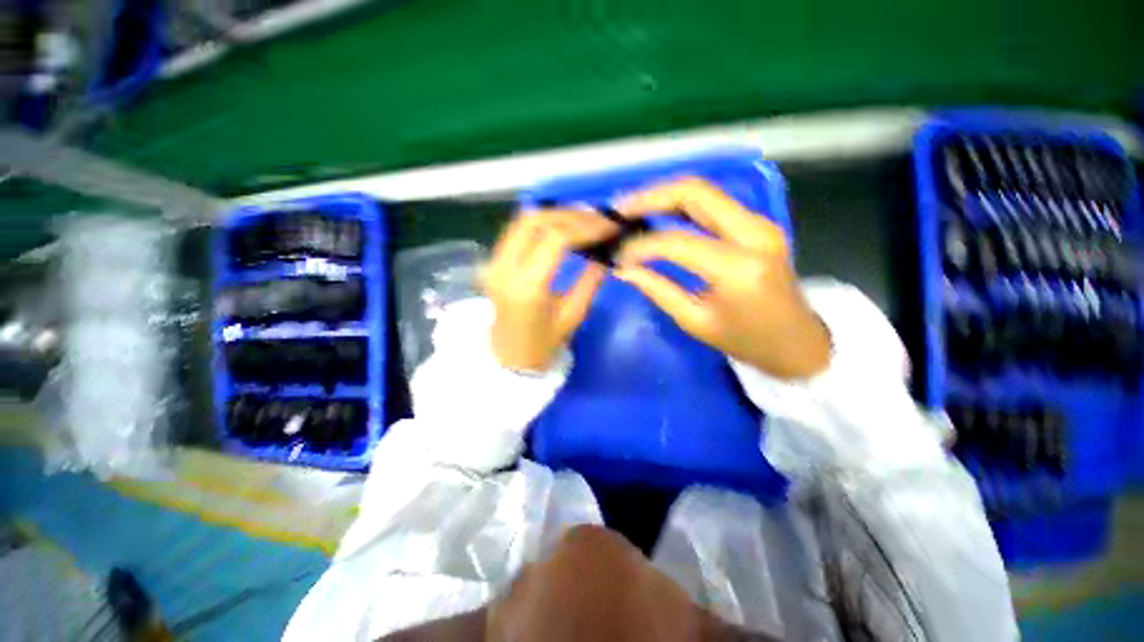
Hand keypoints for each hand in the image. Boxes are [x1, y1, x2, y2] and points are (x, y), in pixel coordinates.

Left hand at [483, 209, 618, 370]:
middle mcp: (504, 268)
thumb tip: (608, 251)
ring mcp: (494, 262)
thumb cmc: (543, 344)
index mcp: (527, 287)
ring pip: (523, 220)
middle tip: (598, 217)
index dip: (586, 226)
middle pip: (536, 221)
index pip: (556, 239)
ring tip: (583, 218)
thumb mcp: (574, 315)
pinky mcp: (493, 261)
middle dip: (571, 214)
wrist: (508, 357)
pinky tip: (562, 225)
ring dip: (555, 214)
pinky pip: (517, 230)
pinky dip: (542, 222)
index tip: (609, 225)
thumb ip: (591, 280)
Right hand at [613, 177, 830, 379]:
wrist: (798, 341)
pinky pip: (712, 202)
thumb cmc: (746, 341)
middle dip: (650, 197)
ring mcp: (759, 223)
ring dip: (664, 195)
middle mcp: (753, 233)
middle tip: (619, 211)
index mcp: (738, 268)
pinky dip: (680, 204)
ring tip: (632, 209)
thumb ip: (657, 290)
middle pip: (694, 192)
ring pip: (703, 191)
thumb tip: (623, 269)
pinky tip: (658, 213)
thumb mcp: (695, 321)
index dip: (640, 246)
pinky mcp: (757, 223)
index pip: (676, 242)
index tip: (618, 254)